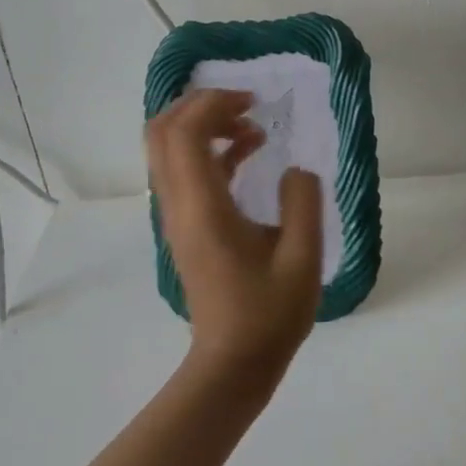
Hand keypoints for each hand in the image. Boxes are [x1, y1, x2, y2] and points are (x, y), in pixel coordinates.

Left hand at [146, 89, 324, 380]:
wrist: (233, 362)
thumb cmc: (269, 314)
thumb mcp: (303, 258)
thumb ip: (303, 202)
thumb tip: (295, 169)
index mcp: (204, 208)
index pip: (185, 133)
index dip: (214, 103)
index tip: (255, 103)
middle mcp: (179, 205)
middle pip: (162, 132)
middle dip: (200, 105)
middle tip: (246, 107)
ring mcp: (177, 216)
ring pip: (167, 149)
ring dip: (203, 125)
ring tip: (251, 128)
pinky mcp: (185, 225)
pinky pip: (183, 170)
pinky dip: (209, 149)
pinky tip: (247, 153)